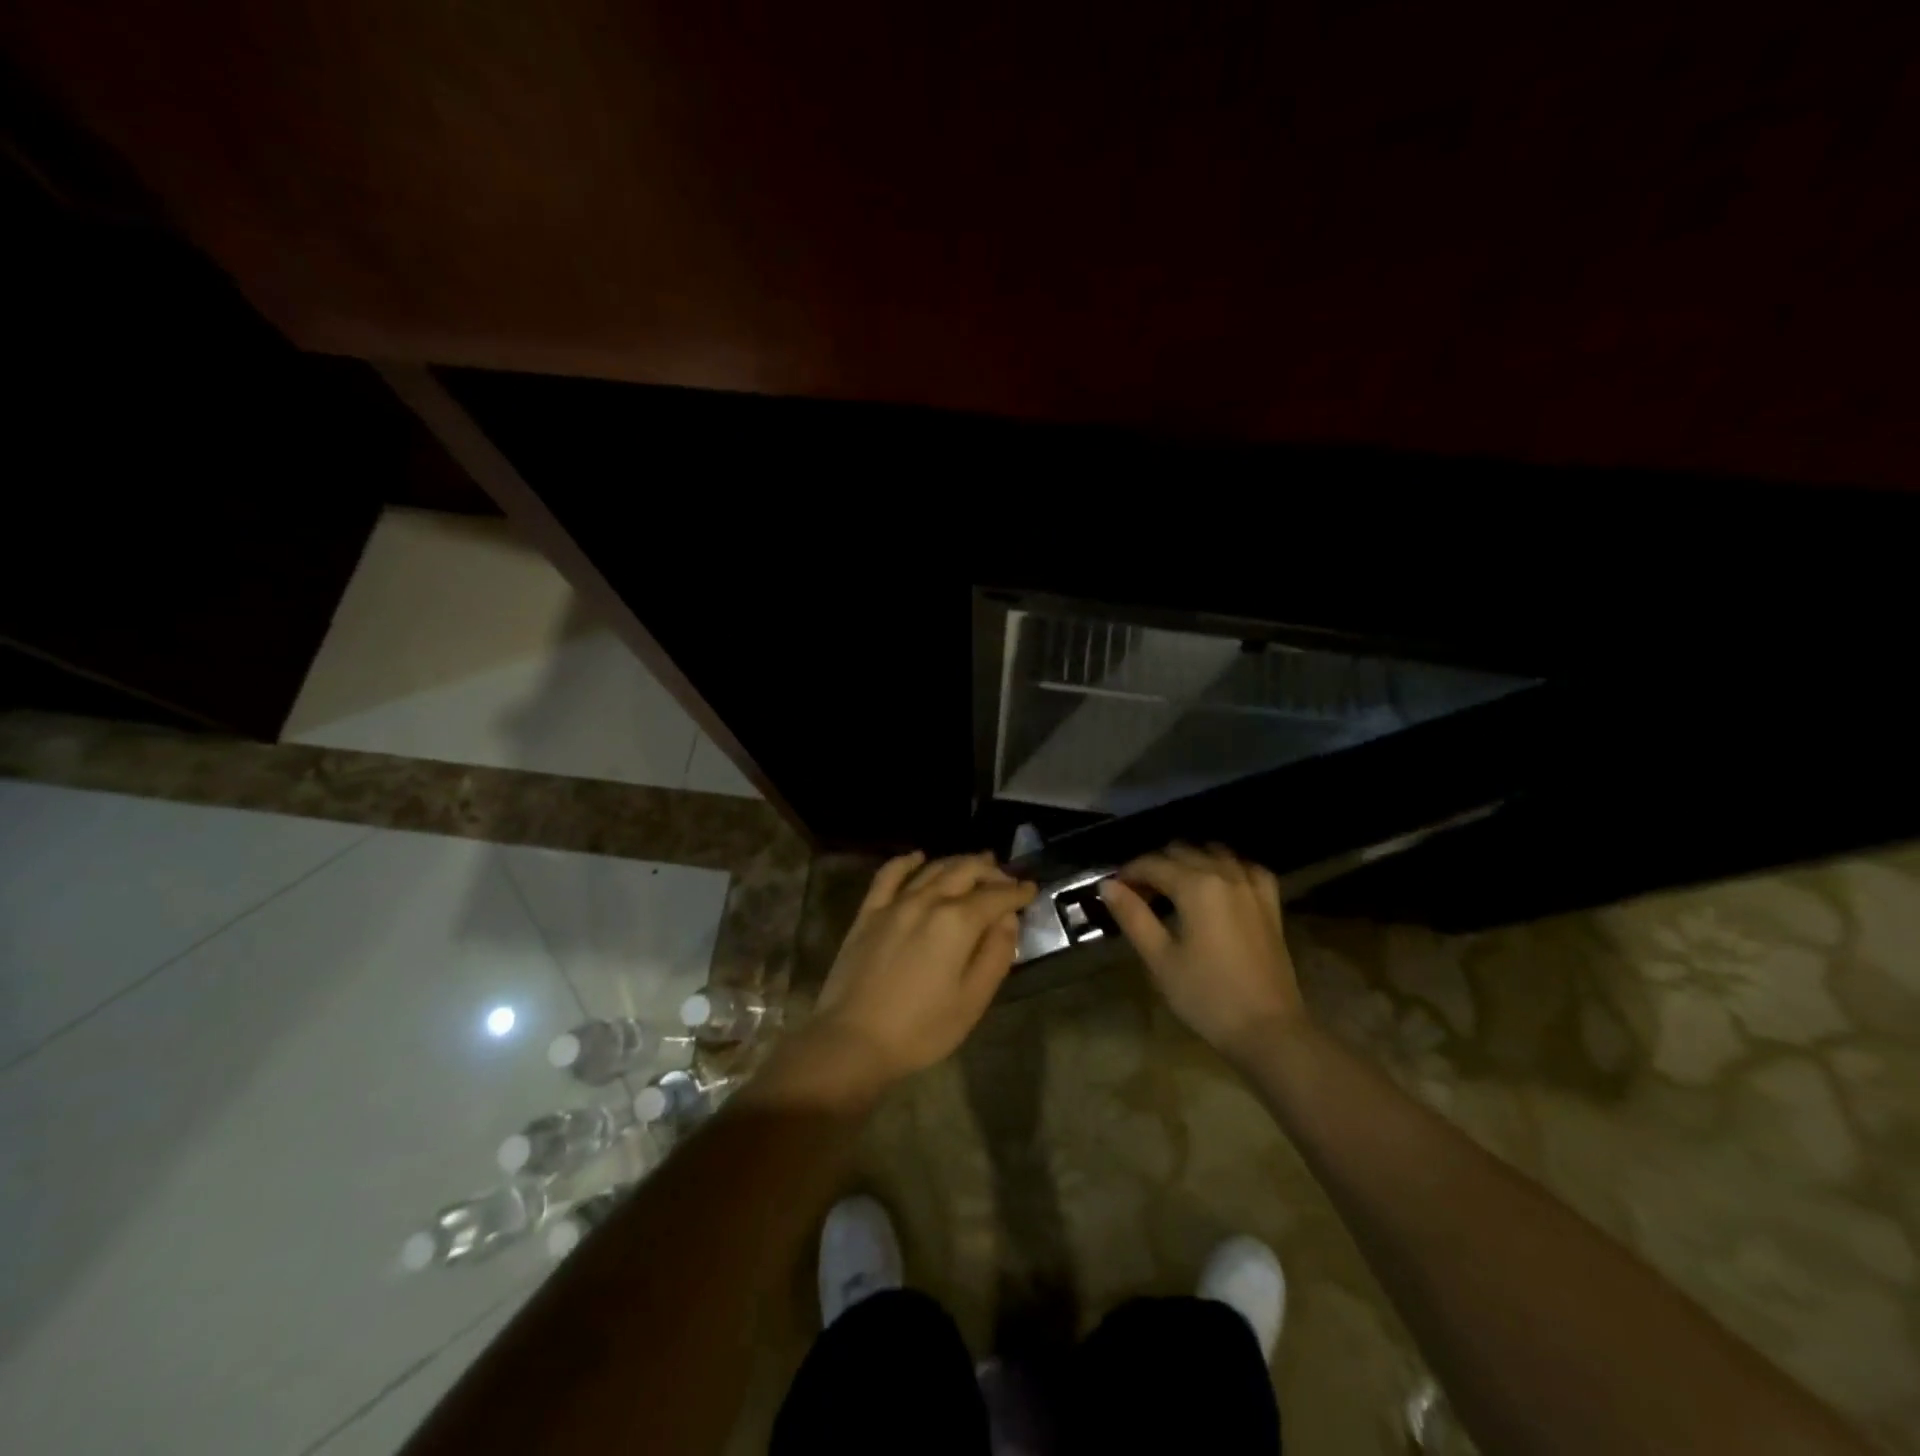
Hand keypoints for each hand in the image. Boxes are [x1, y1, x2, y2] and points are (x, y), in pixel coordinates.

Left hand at [808, 851, 1035, 1085]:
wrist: (853, 1040)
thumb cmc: (921, 1029)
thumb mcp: (973, 1000)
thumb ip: (996, 954)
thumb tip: (1008, 919)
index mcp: (958, 922)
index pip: (996, 896)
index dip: (1017, 892)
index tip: (1031, 889)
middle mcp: (928, 901)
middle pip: (965, 872)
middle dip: (990, 871)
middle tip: (1005, 877)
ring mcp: (895, 903)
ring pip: (932, 869)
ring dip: (957, 862)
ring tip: (974, 864)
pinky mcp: (869, 912)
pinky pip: (889, 875)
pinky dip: (907, 862)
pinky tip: (918, 857)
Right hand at [1100, 843, 1305, 1059]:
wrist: (1268, 1030)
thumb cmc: (1206, 996)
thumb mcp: (1160, 959)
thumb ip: (1133, 916)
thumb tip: (1108, 885)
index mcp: (1196, 886)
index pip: (1152, 864)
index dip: (1129, 873)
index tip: (1114, 889)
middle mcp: (1225, 875)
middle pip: (1183, 852)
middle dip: (1156, 865)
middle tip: (1139, 894)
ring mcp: (1252, 887)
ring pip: (1215, 853)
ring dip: (1190, 860)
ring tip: (1174, 887)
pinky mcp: (1270, 904)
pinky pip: (1246, 868)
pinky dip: (1228, 867)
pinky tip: (1219, 883)